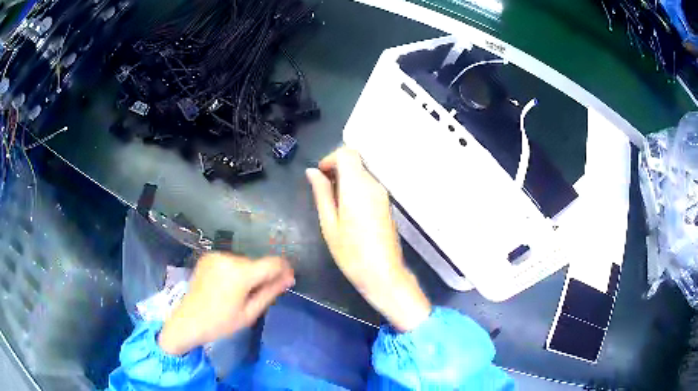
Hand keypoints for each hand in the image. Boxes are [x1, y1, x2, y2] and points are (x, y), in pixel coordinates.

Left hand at [158, 253, 294, 354]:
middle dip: (263, 276)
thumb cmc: (221, 322)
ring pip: (244, 262)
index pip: (272, 263)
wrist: (189, 320)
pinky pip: (230, 261)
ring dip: (249, 274)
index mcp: (240, 273)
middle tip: (259, 296)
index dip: (284, 269)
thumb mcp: (250, 313)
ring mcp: (216, 255)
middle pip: (257, 263)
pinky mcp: (208, 257)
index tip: (288, 280)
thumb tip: (288, 279)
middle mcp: (229, 258)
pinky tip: (228, 286)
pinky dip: (235, 271)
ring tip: (241, 293)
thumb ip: (270, 292)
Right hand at [306, 147, 430, 331]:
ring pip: (362, 172)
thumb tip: (312, 172)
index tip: (319, 175)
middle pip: (355, 161)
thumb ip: (321, 193)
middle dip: (336, 168)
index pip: (347, 153)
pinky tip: (347, 210)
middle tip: (322, 191)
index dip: (330, 158)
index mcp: (357, 186)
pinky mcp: (386, 203)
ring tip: (332, 203)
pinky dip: (355, 188)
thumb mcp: (329, 223)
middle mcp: (374, 184)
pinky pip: (369, 185)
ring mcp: (383, 194)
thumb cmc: (351, 253)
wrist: (383, 273)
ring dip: (345, 179)